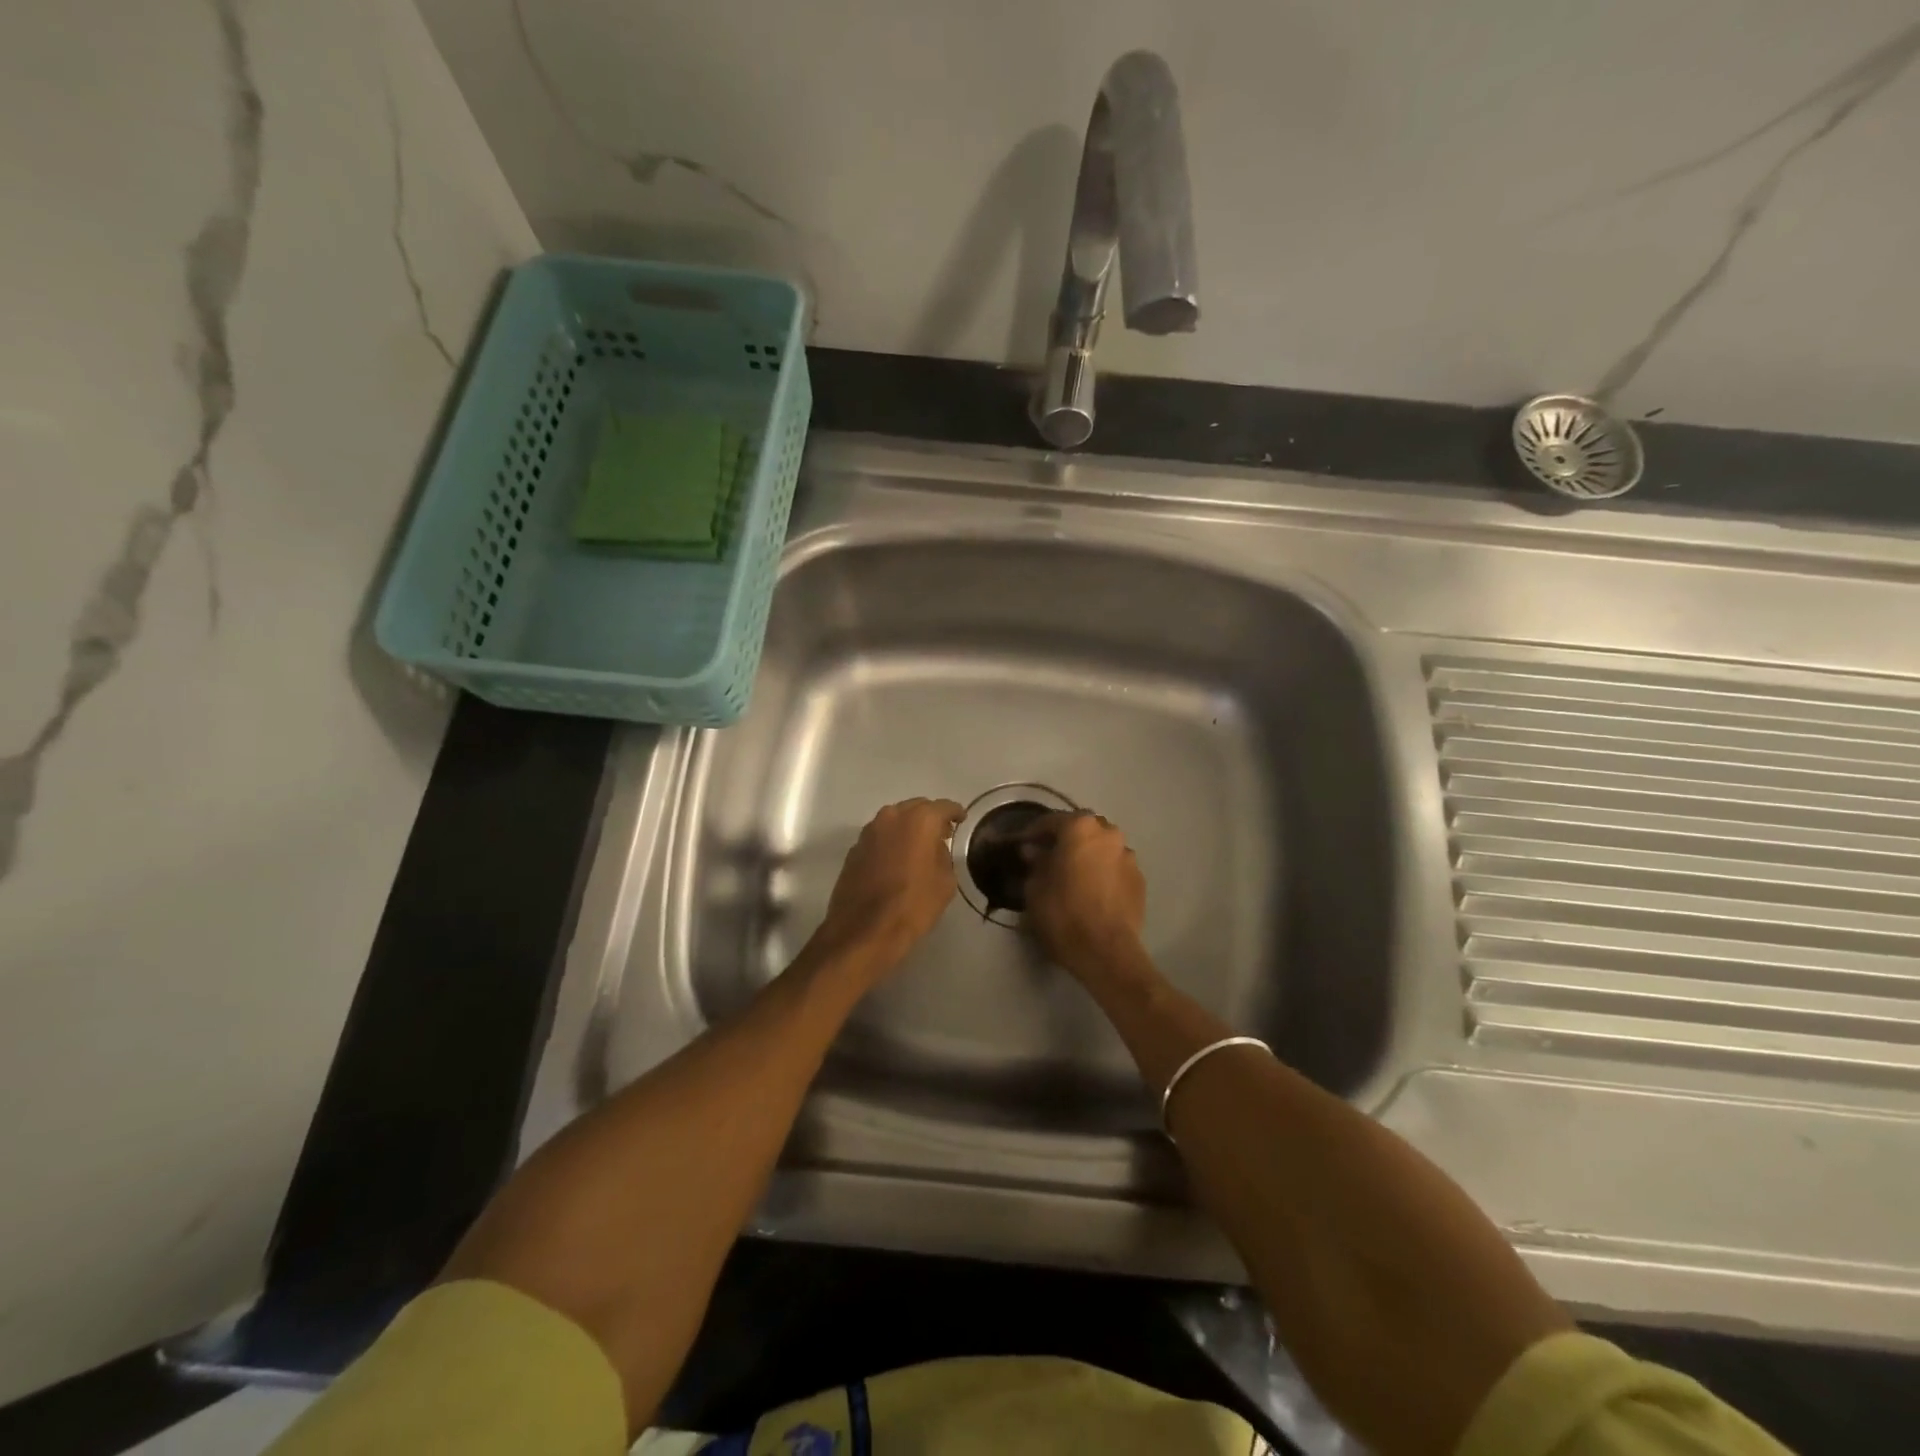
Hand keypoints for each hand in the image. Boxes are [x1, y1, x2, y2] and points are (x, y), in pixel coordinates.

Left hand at [815, 797, 964, 969]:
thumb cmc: (913, 905)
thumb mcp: (945, 882)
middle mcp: (892, 817)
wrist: (864, 930)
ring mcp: (869, 832)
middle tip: (941, 834)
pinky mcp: (854, 849)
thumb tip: (935, 849)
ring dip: (907, 829)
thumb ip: (943, 856)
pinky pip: (879, 837)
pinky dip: (890, 843)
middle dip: (929, 818)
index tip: (961, 818)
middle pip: (916, 808)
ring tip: (918, 847)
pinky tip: (896, 861)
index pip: (943, 807)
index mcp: (919, 820)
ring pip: (894, 820)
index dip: (955, 812)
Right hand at [1021, 812, 1146, 981]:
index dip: (1034, 832)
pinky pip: (1115, 866)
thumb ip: (1036, 863)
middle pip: (1082, 829)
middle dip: (1065, 839)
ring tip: (1073, 873)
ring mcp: (1128, 856)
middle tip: (1049, 856)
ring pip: (1102, 847)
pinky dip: (1102, 871)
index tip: (1022, 845)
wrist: (1107, 951)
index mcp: (1080, 828)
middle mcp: (1108, 834)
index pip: (1051, 821)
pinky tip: (1092, 889)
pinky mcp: (1140, 879)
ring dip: (1087, 854)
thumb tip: (1034, 851)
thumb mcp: (1035, 888)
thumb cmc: (1063, 913)